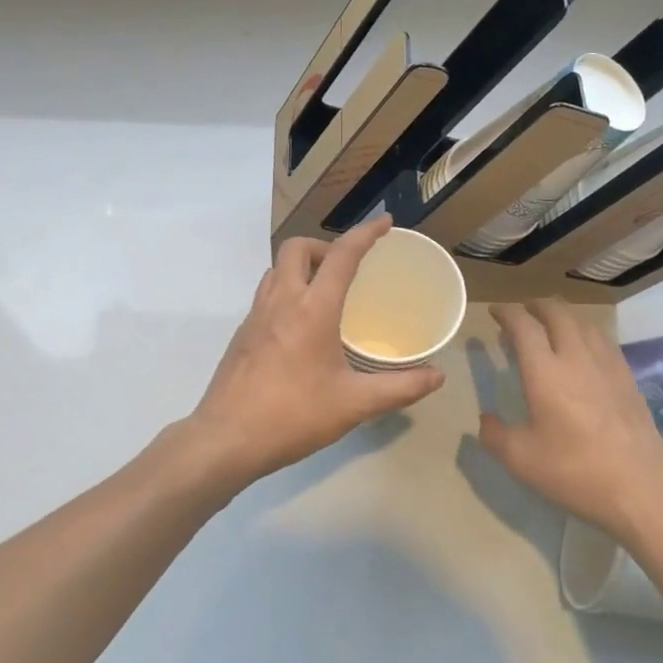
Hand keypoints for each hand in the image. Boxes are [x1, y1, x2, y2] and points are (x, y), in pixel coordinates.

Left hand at [189, 216, 444, 489]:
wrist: (225, 439)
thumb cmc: (293, 416)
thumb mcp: (354, 404)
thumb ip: (399, 388)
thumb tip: (436, 376)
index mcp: (313, 309)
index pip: (342, 255)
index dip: (365, 234)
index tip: (385, 223)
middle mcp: (281, 301)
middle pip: (297, 248)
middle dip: (324, 245)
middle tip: (346, 269)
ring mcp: (255, 316)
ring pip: (276, 268)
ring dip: (301, 267)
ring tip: (324, 293)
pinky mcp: (241, 334)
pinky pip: (266, 294)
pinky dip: (286, 291)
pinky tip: (299, 328)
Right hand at [478, 301, 662, 539]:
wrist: (638, 488)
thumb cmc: (573, 471)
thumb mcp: (520, 460)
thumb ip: (494, 435)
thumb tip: (485, 420)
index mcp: (545, 372)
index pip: (523, 326)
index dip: (506, 313)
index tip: (495, 313)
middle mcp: (576, 358)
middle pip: (557, 313)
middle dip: (536, 306)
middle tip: (523, 313)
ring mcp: (607, 365)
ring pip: (583, 323)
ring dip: (563, 316)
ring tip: (551, 326)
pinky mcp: (627, 378)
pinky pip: (604, 341)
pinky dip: (586, 333)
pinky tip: (584, 350)